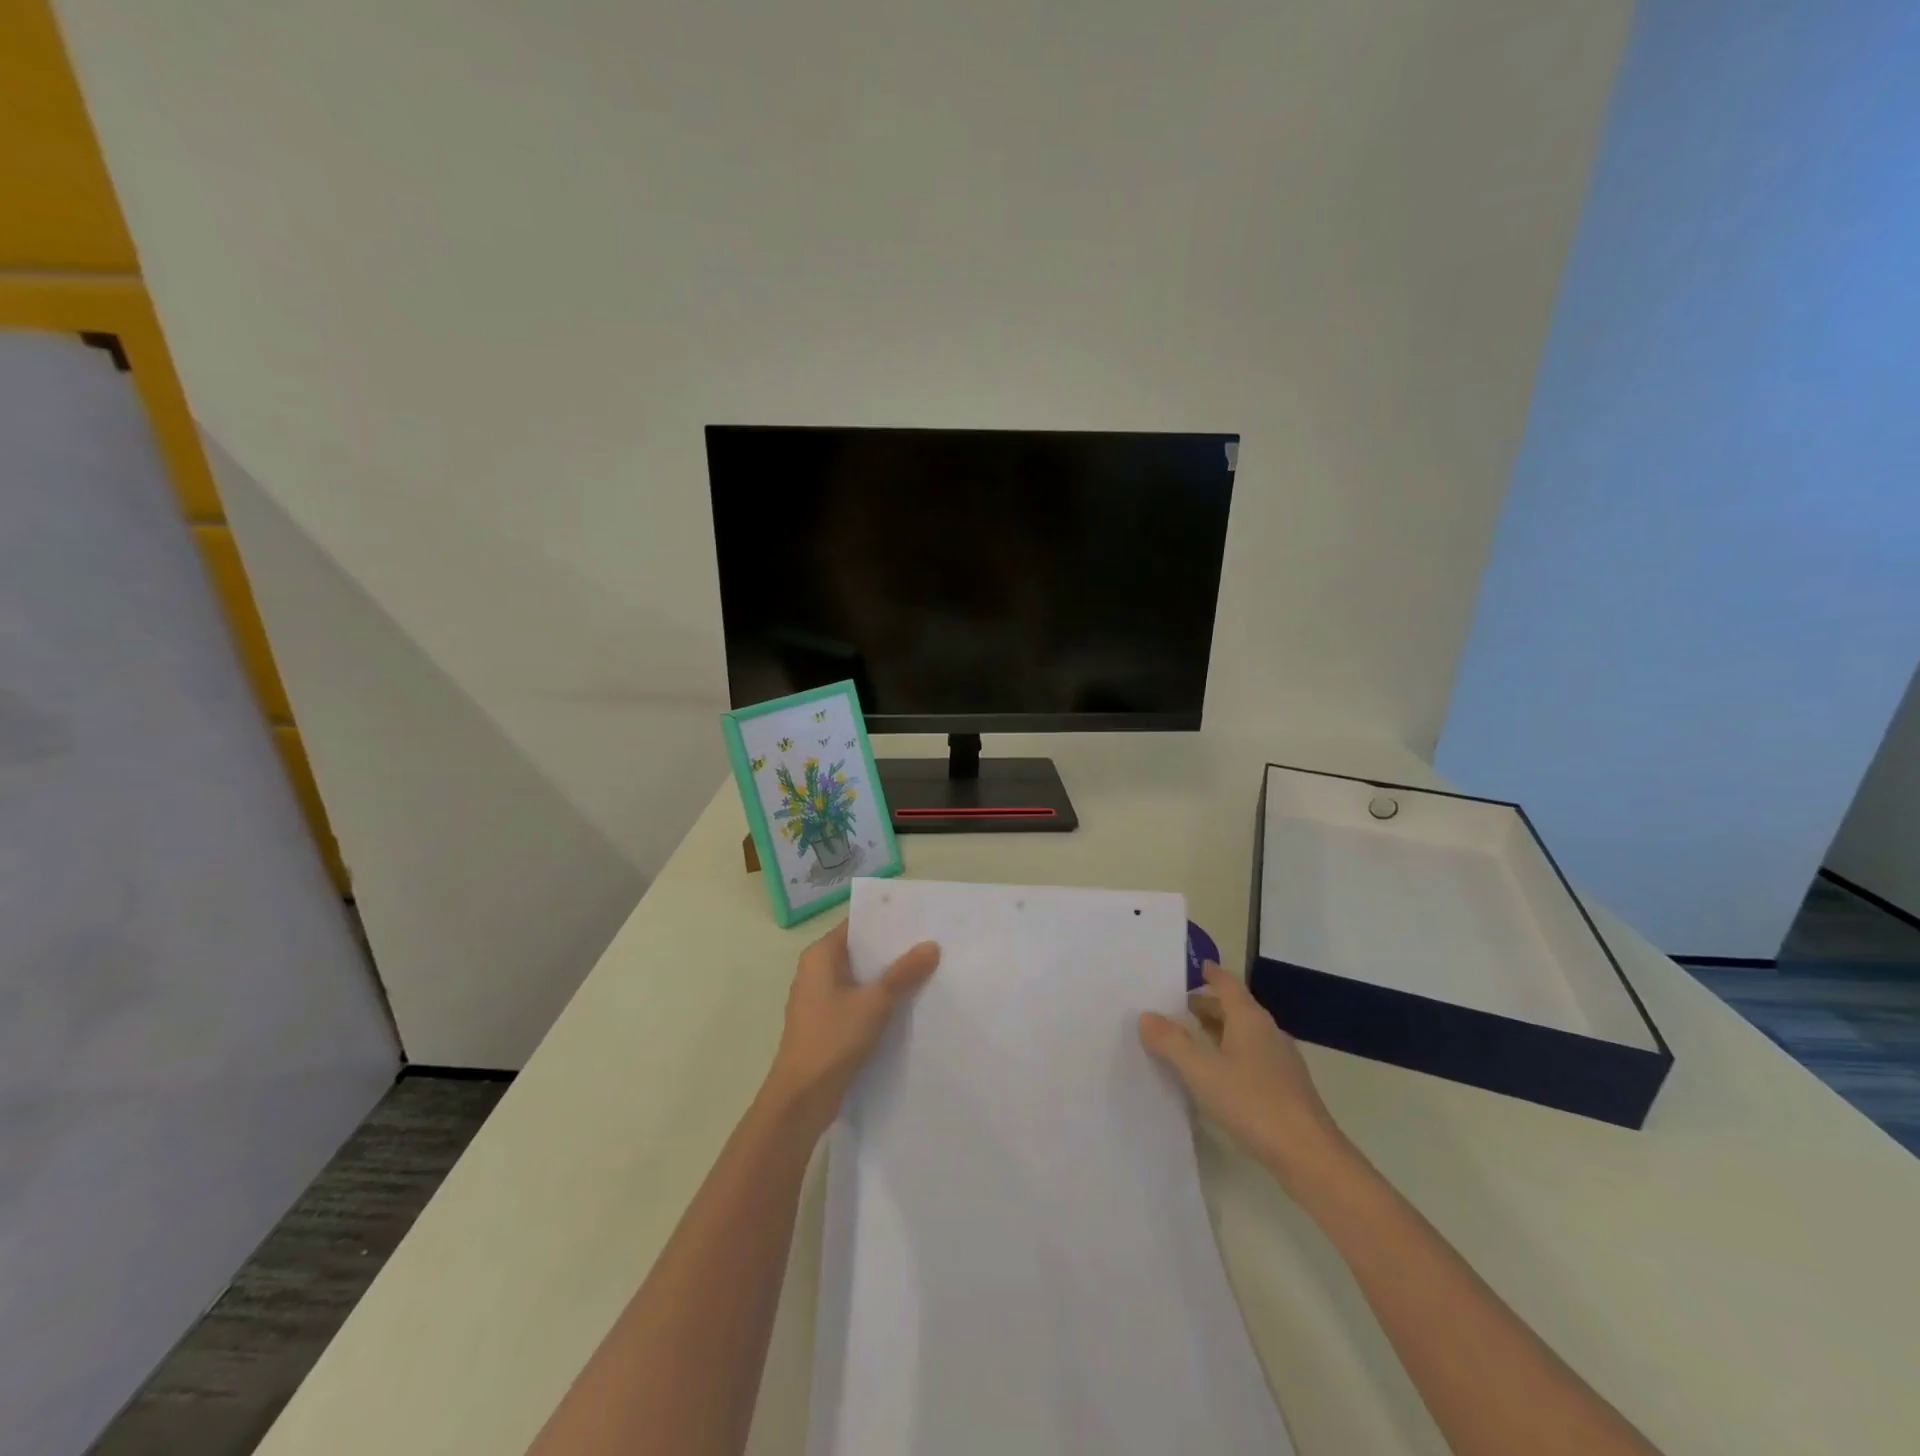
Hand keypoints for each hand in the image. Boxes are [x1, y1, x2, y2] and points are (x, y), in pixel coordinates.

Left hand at [762, 918, 939, 1135]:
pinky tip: (905, 1003)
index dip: (885, 920)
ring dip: (886, 976)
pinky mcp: (825, 1023)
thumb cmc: (833, 1039)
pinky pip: (856, 1000)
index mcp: (819, 956)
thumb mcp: (875, 1002)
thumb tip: (931, 945)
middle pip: (859, 951)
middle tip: (930, 942)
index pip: (856, 925)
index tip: (918, 917)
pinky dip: (877, 998)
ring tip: (925, 969)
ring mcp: (818, 999)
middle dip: (891, 949)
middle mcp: (815, 971)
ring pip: (859, 977)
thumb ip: (903, 973)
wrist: (801, 1099)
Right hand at [1139, 962, 1345, 1182]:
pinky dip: (1228, 1053)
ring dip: (1216, 1030)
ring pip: (1243, 1034)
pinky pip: (1250, 1057)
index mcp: (1249, 1019)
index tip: (1189, 966)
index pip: (1227, 983)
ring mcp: (1280, 1061)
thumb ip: (1172, 1042)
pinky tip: (1214, 1075)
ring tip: (1187, 1038)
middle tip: (1173, 1006)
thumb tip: (1146, 1016)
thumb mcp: (1202, 1071)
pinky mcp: (1285, 1087)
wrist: (1310, 1156)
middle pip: (1234, 1008)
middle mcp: (1267, 1032)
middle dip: (1205, 1004)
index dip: (1208, 972)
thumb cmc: (1253, 1103)